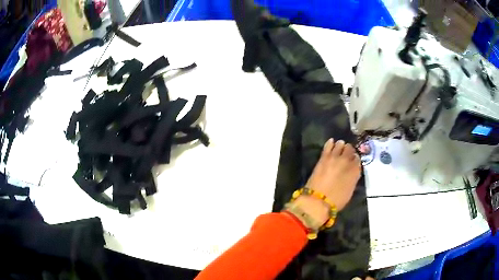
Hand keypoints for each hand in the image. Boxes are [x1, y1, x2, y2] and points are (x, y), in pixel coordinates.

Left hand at [305, 139, 360, 210]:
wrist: (318, 201)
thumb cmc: (336, 201)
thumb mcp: (350, 191)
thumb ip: (352, 179)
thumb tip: (352, 172)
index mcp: (355, 171)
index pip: (358, 159)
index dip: (355, 159)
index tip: (353, 161)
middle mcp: (347, 161)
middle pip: (350, 149)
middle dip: (349, 151)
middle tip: (346, 153)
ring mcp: (335, 158)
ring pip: (340, 144)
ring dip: (340, 146)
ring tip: (339, 147)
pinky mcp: (324, 157)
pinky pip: (328, 145)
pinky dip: (330, 143)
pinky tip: (331, 141)